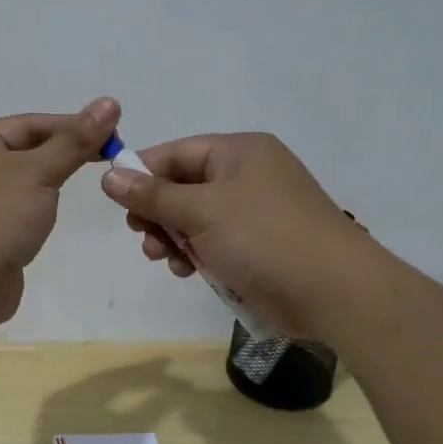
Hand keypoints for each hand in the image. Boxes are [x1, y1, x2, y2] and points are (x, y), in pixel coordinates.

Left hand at [0, 97, 120, 327]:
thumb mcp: (38, 171)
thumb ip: (75, 140)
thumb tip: (110, 102)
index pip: (28, 123)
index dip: (71, 125)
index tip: (112, 133)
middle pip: (24, 151)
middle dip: (63, 153)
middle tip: (108, 158)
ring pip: (20, 183)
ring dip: (50, 182)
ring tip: (86, 183)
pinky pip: (15, 212)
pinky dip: (37, 209)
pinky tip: (53, 216)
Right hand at [100, 132, 371, 339]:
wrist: (334, 292)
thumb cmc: (263, 237)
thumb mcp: (201, 211)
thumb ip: (152, 195)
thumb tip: (108, 176)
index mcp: (239, 152)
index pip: (177, 152)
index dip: (142, 173)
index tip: (114, 199)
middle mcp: (247, 175)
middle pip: (183, 186)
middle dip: (157, 213)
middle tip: (141, 235)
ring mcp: (255, 212)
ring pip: (195, 218)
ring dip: (173, 237)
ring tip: (163, 259)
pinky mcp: (259, 245)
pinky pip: (214, 241)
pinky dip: (196, 253)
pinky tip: (187, 271)